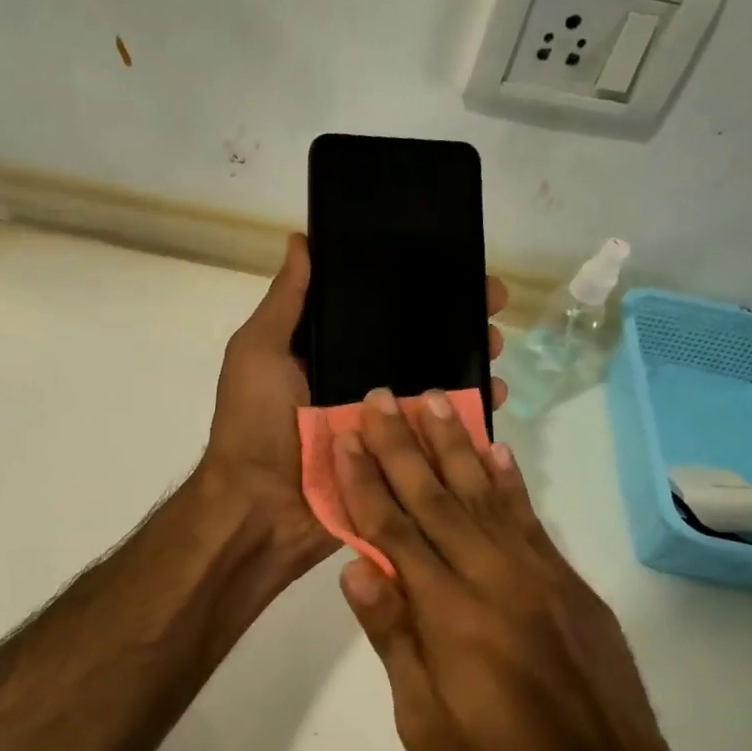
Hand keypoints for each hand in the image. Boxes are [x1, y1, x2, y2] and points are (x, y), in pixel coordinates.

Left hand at [199, 233, 508, 579]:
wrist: (261, 509)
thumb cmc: (255, 424)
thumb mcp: (258, 352)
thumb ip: (286, 303)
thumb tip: (301, 241)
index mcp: (328, 355)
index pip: (379, 312)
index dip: (415, 287)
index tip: (453, 265)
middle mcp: (358, 383)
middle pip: (417, 344)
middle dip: (456, 322)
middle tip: (491, 306)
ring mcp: (382, 423)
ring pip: (435, 384)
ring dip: (470, 361)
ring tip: (496, 345)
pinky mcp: (398, 459)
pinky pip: (440, 432)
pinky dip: (469, 414)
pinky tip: (495, 394)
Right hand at [330, 388, 745, 750]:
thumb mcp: (427, 727)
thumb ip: (396, 639)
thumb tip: (356, 568)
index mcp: (452, 618)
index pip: (395, 533)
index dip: (365, 483)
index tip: (345, 438)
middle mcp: (496, 581)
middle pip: (437, 500)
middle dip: (402, 446)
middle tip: (379, 397)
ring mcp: (541, 578)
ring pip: (485, 496)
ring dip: (454, 445)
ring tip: (432, 399)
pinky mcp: (571, 586)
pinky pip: (531, 520)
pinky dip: (508, 481)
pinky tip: (494, 451)